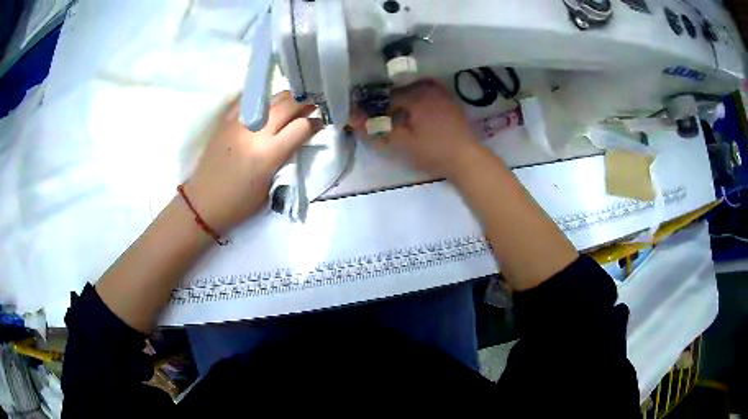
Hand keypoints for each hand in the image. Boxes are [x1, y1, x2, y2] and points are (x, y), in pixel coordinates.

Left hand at [184, 92, 321, 232]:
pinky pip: (247, 100)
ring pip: (270, 98)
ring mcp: (239, 123)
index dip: (315, 123)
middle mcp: (256, 132)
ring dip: (286, 99)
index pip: (301, 127)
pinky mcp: (226, 120)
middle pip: (288, 105)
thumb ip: (285, 157)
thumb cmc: (239, 203)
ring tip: (292, 103)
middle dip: (304, 104)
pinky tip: (267, 103)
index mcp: (269, 154)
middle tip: (312, 106)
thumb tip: (297, 139)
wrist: (203, 203)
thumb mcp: (270, 184)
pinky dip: (261, 99)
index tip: (320, 123)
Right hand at [357, 80, 481, 178]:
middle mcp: (428, 88)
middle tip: (381, 118)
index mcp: (416, 96)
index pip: (386, 96)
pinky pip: (428, 93)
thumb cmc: (433, 152)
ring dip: (403, 100)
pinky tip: (415, 114)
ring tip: (396, 116)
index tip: (366, 118)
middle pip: (400, 90)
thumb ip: (376, 130)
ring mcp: (441, 93)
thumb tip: (352, 120)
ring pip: (414, 90)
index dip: (373, 107)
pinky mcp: (450, 101)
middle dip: (388, 102)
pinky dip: (417, 100)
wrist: (467, 159)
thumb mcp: (401, 143)